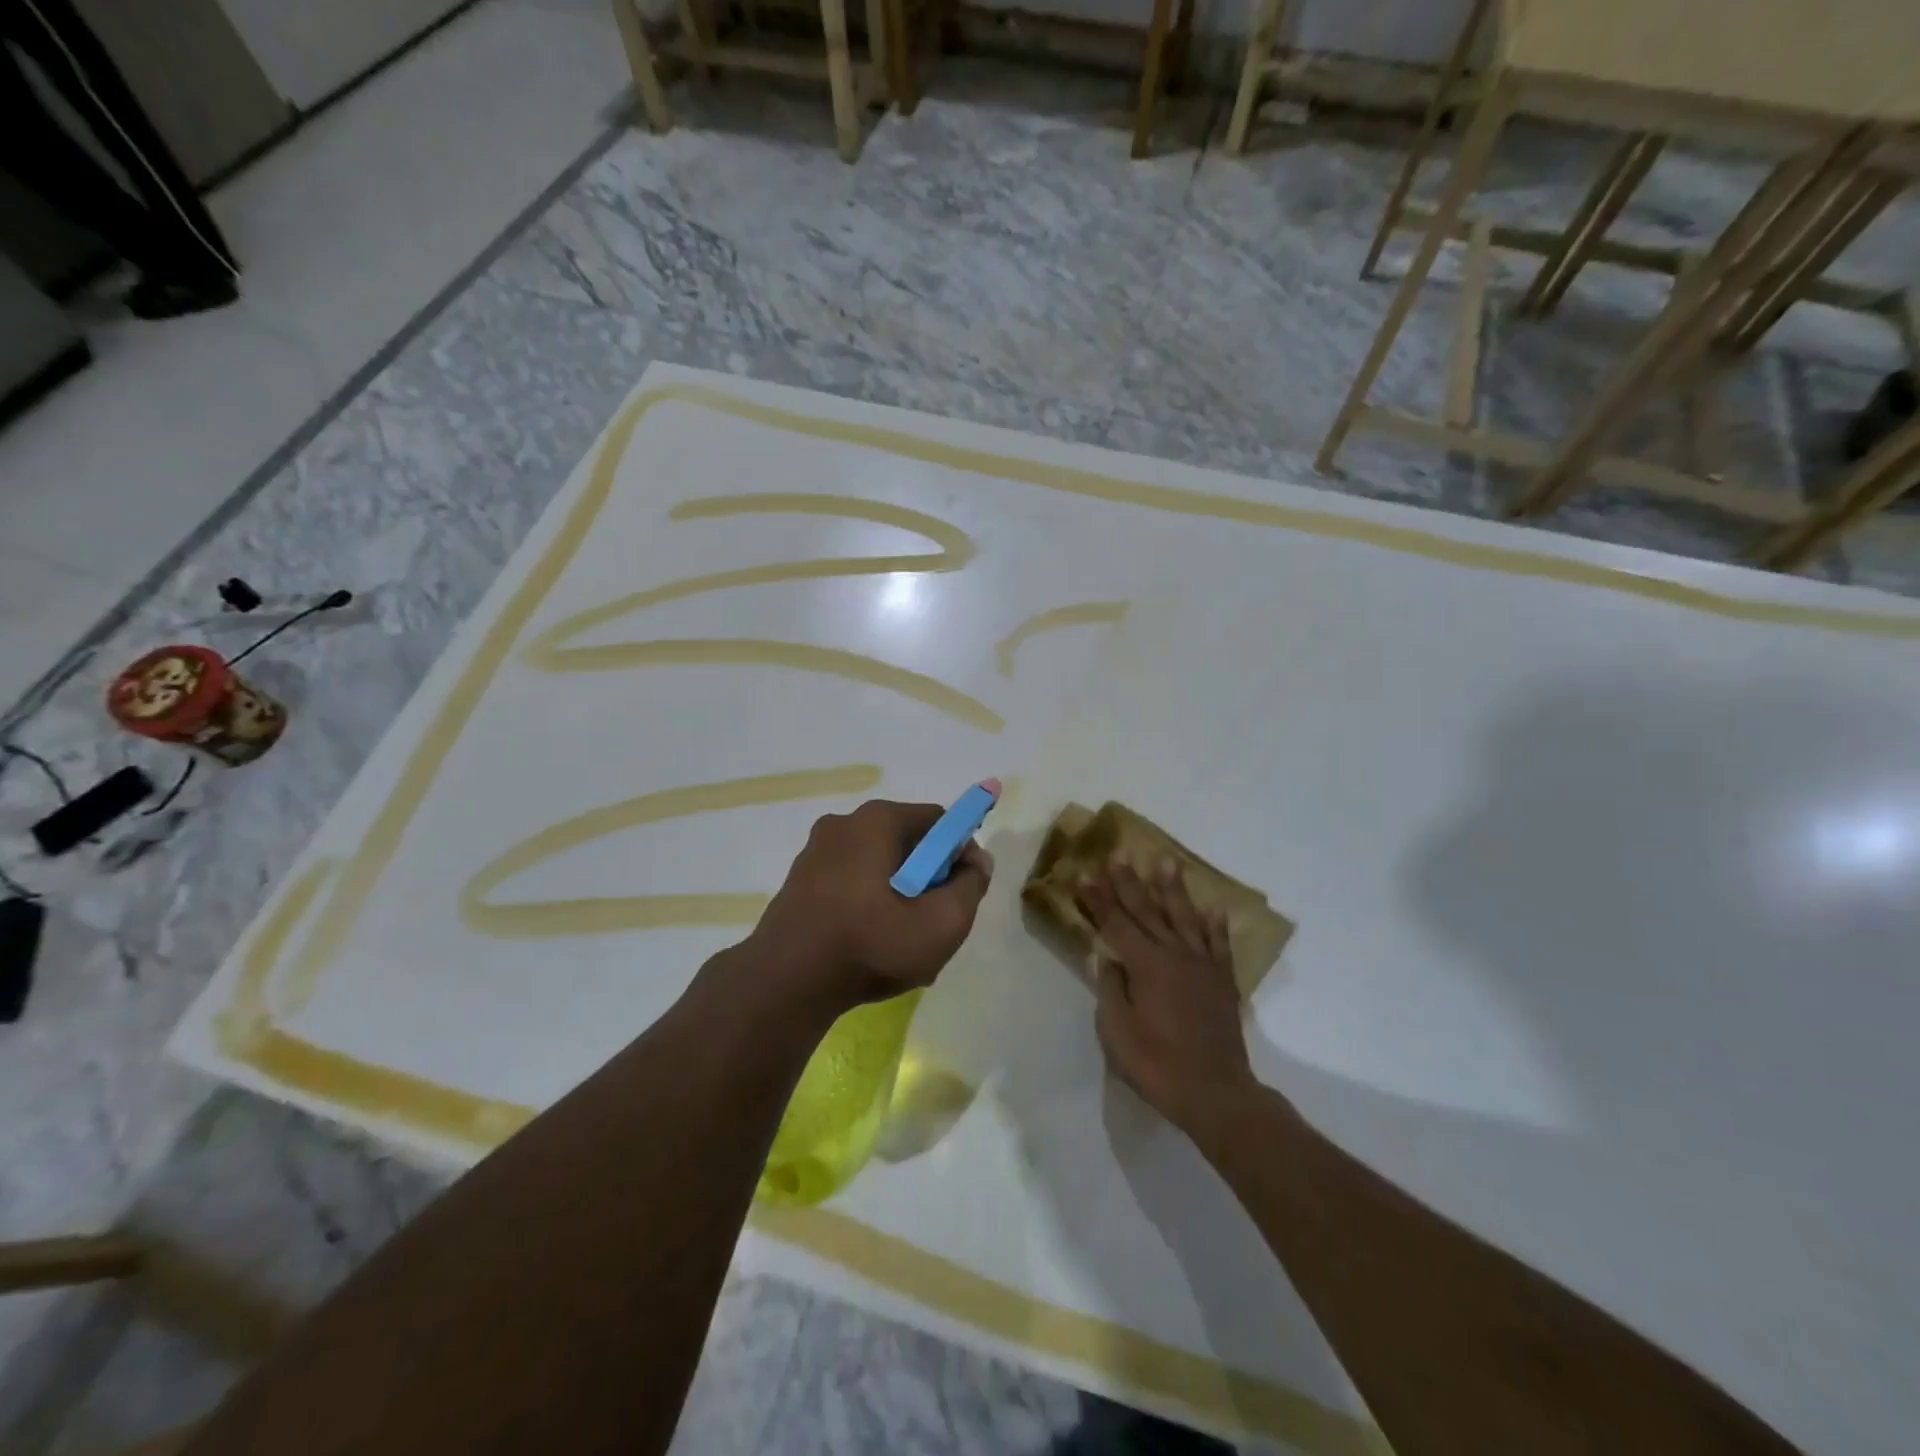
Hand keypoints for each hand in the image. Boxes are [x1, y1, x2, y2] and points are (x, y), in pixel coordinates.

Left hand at [747, 799, 993, 1014]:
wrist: (785, 983)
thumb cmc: (870, 944)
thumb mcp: (942, 923)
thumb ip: (971, 886)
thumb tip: (977, 861)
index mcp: (877, 820)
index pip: (939, 821)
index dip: (960, 853)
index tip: (962, 891)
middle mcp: (844, 823)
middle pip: (907, 842)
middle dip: (928, 877)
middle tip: (933, 921)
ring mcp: (816, 851)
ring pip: (878, 864)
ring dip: (899, 893)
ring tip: (902, 941)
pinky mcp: (799, 880)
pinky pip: (850, 881)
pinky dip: (868, 903)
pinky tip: (870, 944)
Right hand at [1077, 856, 1261, 1155]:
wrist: (1216, 1093)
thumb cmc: (1158, 1065)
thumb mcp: (1117, 1032)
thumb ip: (1111, 989)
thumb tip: (1109, 959)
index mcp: (1146, 965)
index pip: (1116, 923)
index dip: (1098, 899)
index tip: (1084, 874)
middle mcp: (1175, 955)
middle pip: (1147, 911)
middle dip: (1129, 882)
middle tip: (1119, 854)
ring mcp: (1202, 966)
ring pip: (1184, 917)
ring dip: (1173, 888)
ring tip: (1167, 861)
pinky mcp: (1223, 981)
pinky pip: (1218, 944)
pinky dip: (1214, 925)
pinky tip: (1212, 908)